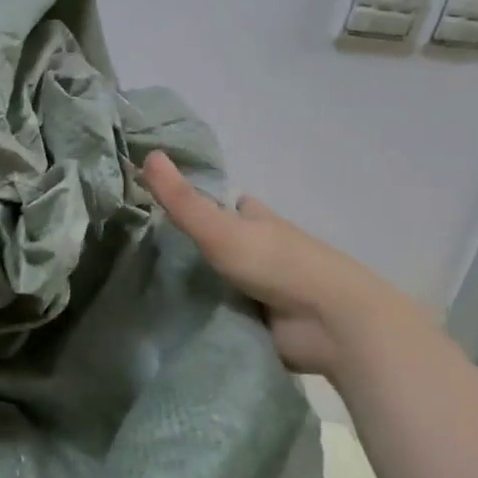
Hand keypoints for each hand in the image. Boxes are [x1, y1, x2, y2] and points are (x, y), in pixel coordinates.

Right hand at [140, 150, 430, 376]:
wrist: (331, 324)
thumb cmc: (277, 263)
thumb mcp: (220, 228)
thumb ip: (182, 199)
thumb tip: (147, 154)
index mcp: (258, 220)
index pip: (229, 205)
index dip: (204, 202)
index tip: (165, 206)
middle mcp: (263, 250)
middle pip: (224, 243)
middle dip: (196, 248)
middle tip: (146, 253)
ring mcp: (266, 289)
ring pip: (224, 281)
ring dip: (199, 286)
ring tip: (149, 288)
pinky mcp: (265, 324)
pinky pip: (227, 315)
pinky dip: (207, 317)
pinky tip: (174, 321)